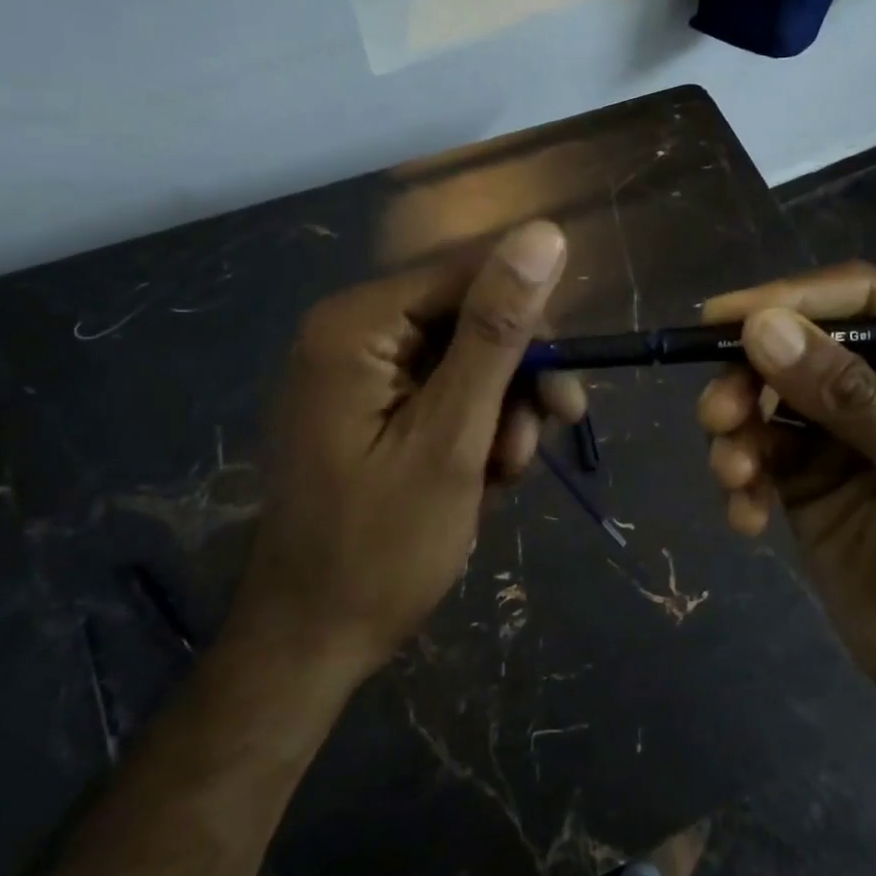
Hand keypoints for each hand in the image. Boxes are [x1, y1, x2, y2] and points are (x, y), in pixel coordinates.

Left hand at [232, 222, 583, 678]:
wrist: (313, 641)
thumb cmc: (381, 547)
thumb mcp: (452, 437)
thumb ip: (496, 333)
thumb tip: (543, 234)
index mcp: (357, 324)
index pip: (470, 275)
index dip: (527, 323)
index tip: (562, 390)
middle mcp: (353, 331)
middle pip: (470, 317)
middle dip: (514, 380)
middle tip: (538, 440)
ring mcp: (360, 369)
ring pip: (468, 357)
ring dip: (502, 412)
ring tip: (501, 475)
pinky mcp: (373, 403)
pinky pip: (447, 390)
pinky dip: (477, 428)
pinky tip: (481, 477)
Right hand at [697, 264, 875, 734]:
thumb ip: (852, 400)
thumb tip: (763, 328)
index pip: (863, 299)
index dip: (793, 297)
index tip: (724, 318)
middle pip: (799, 344)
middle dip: (750, 376)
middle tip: (717, 415)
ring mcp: (842, 428)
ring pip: (766, 394)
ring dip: (736, 427)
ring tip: (733, 473)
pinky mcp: (805, 471)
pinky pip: (757, 448)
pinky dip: (741, 474)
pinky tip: (748, 516)